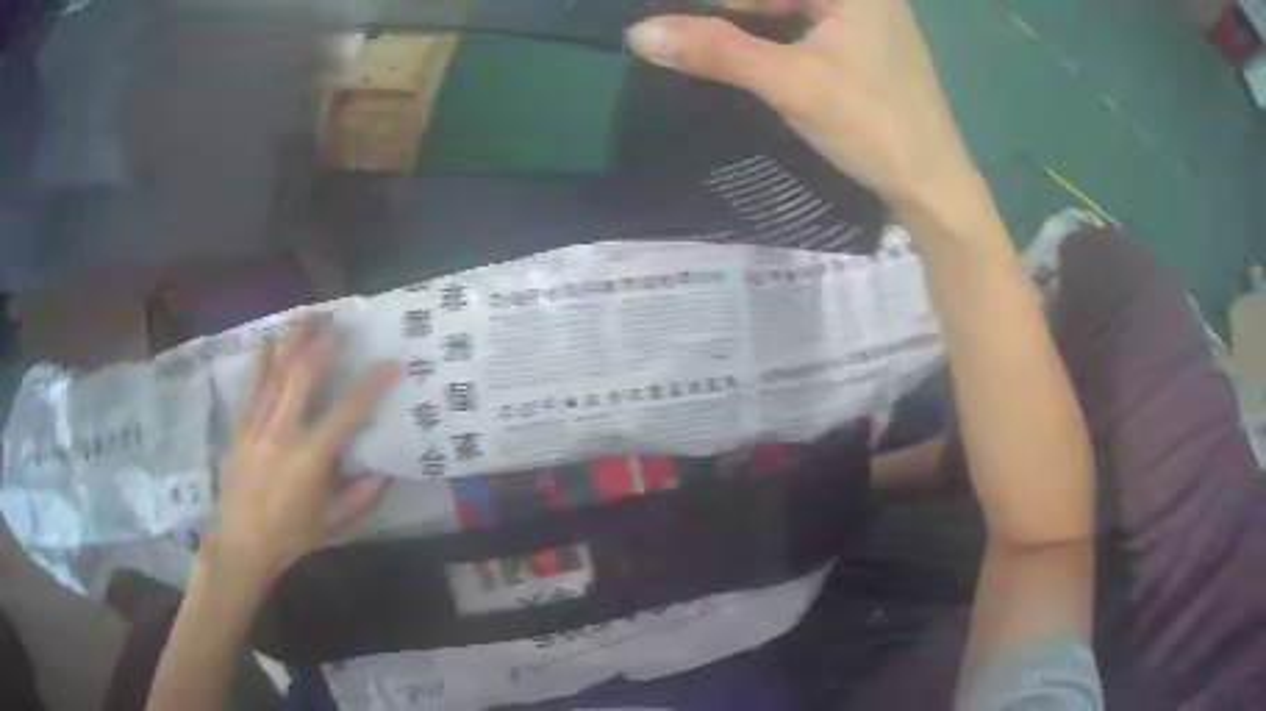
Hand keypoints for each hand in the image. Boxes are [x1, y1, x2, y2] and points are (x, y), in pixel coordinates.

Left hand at [202, 317, 399, 592]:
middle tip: (339, 321)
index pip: (346, 413)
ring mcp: (257, 427)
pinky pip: (252, 388)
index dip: (370, 385)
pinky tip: (268, 343)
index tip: (390, 363)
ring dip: (293, 342)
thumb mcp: (331, 524)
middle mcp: (283, 433)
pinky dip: (261, 363)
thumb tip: (385, 473)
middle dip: (323, 344)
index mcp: (310, 459)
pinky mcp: (241, 429)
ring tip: (307, 316)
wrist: (240, 544)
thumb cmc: (289, 537)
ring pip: (276, 374)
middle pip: (303, 376)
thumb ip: (360, 497)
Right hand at [627, 0, 978, 212]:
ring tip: (702, 36)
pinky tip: (745, 46)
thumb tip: (639, 32)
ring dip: (749, 19)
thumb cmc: (872, 126)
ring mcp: (868, 16)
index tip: (672, 16)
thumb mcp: (791, 83)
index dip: (716, 2)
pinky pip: (808, 22)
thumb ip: (717, 52)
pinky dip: (774, 32)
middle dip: (731, 9)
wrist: (933, 186)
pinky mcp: (866, 43)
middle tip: (680, 25)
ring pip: (792, 5)